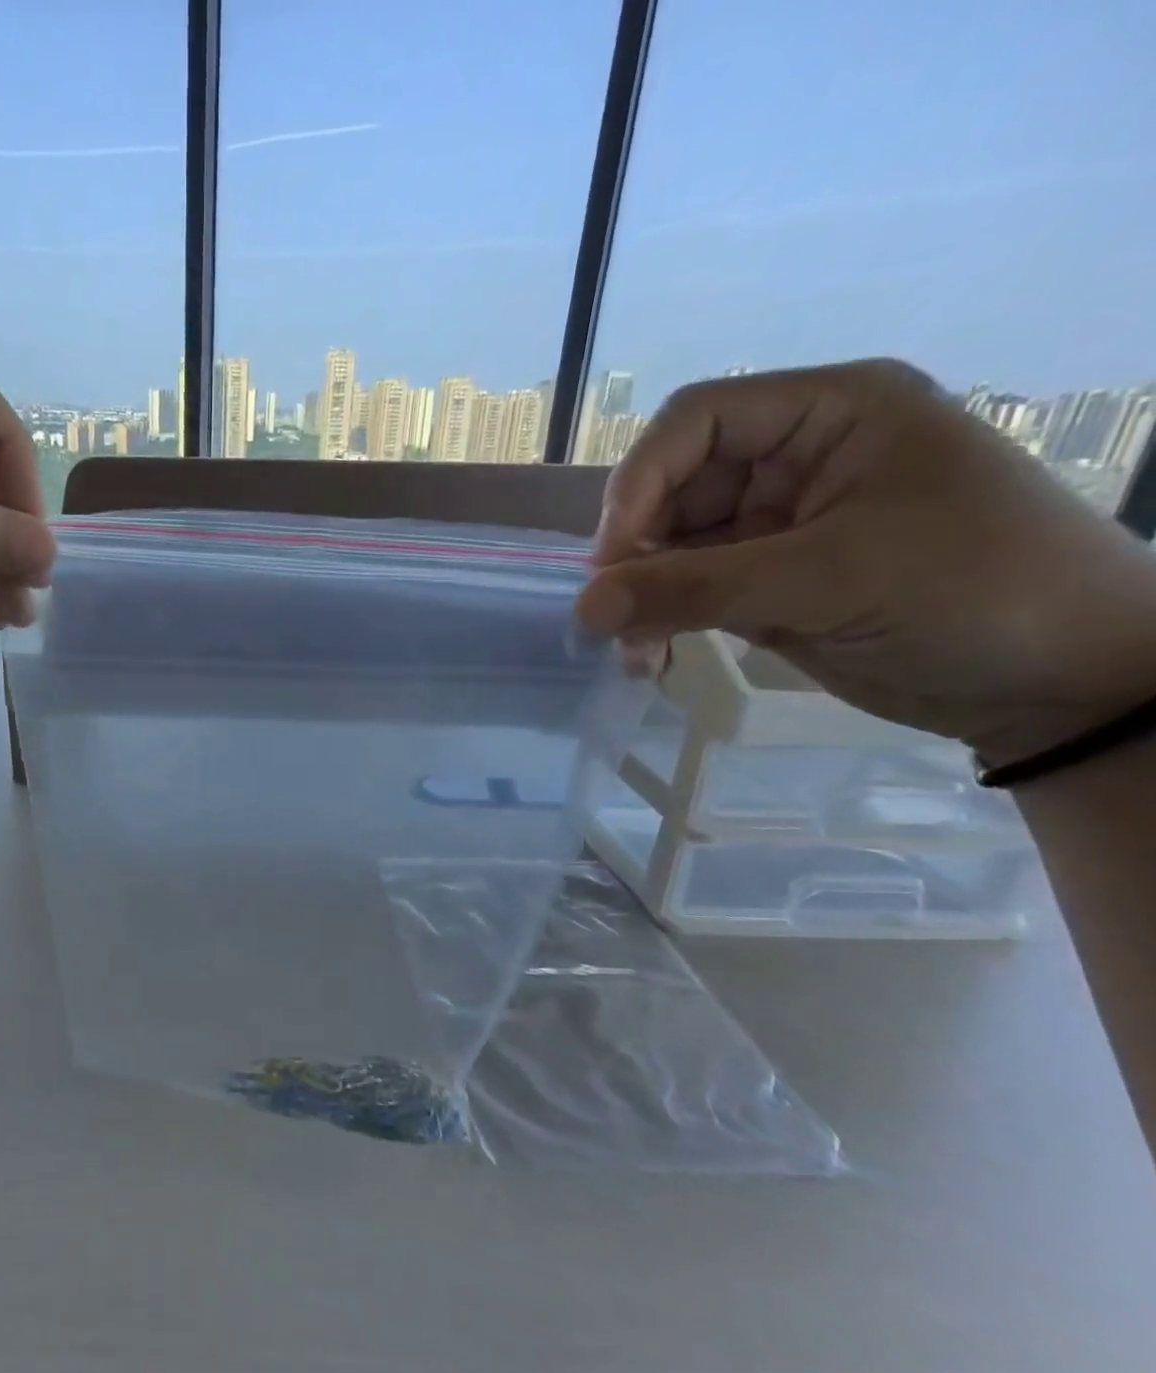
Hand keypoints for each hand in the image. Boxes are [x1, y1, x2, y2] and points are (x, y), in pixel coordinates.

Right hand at [575, 359, 1155, 766]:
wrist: (1062, 686)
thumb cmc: (975, 594)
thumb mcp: (829, 579)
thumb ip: (694, 589)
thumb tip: (583, 608)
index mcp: (830, 415)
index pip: (695, 421)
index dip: (640, 481)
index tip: (613, 557)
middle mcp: (793, 460)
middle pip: (671, 487)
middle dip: (636, 553)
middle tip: (611, 617)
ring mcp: (776, 525)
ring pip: (669, 547)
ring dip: (640, 597)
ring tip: (636, 654)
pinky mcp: (766, 581)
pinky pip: (686, 591)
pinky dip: (659, 622)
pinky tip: (650, 659)